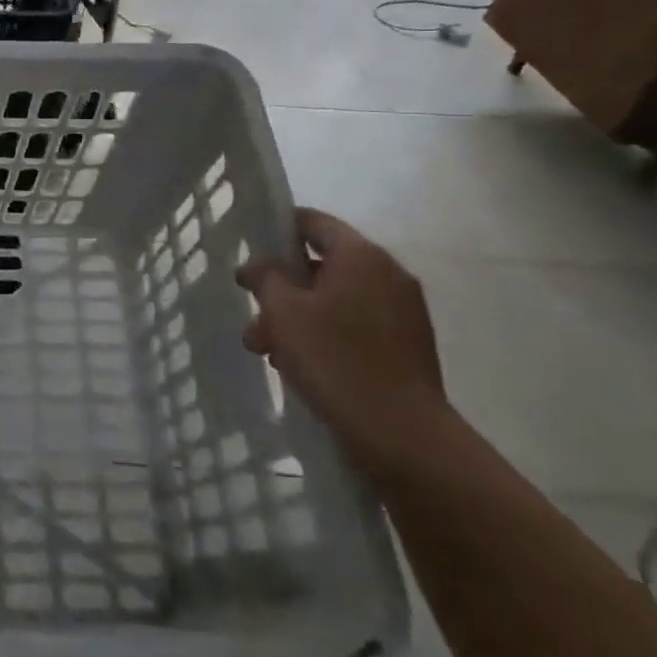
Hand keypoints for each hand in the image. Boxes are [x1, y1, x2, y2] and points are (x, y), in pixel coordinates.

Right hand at [236, 208, 454, 477]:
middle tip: (254, 317)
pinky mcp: (406, 346)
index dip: (278, 229)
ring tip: (269, 352)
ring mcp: (403, 312)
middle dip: (282, 289)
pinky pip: (355, 326)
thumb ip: (266, 278)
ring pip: (336, 300)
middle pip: (323, 266)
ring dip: (298, 317)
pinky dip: (326, 335)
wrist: (401, 434)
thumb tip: (258, 265)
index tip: (250, 250)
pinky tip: (300, 366)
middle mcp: (388, 275)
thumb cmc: (334, 359)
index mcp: (362, 256)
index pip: (314, 222)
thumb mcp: (283, 312)